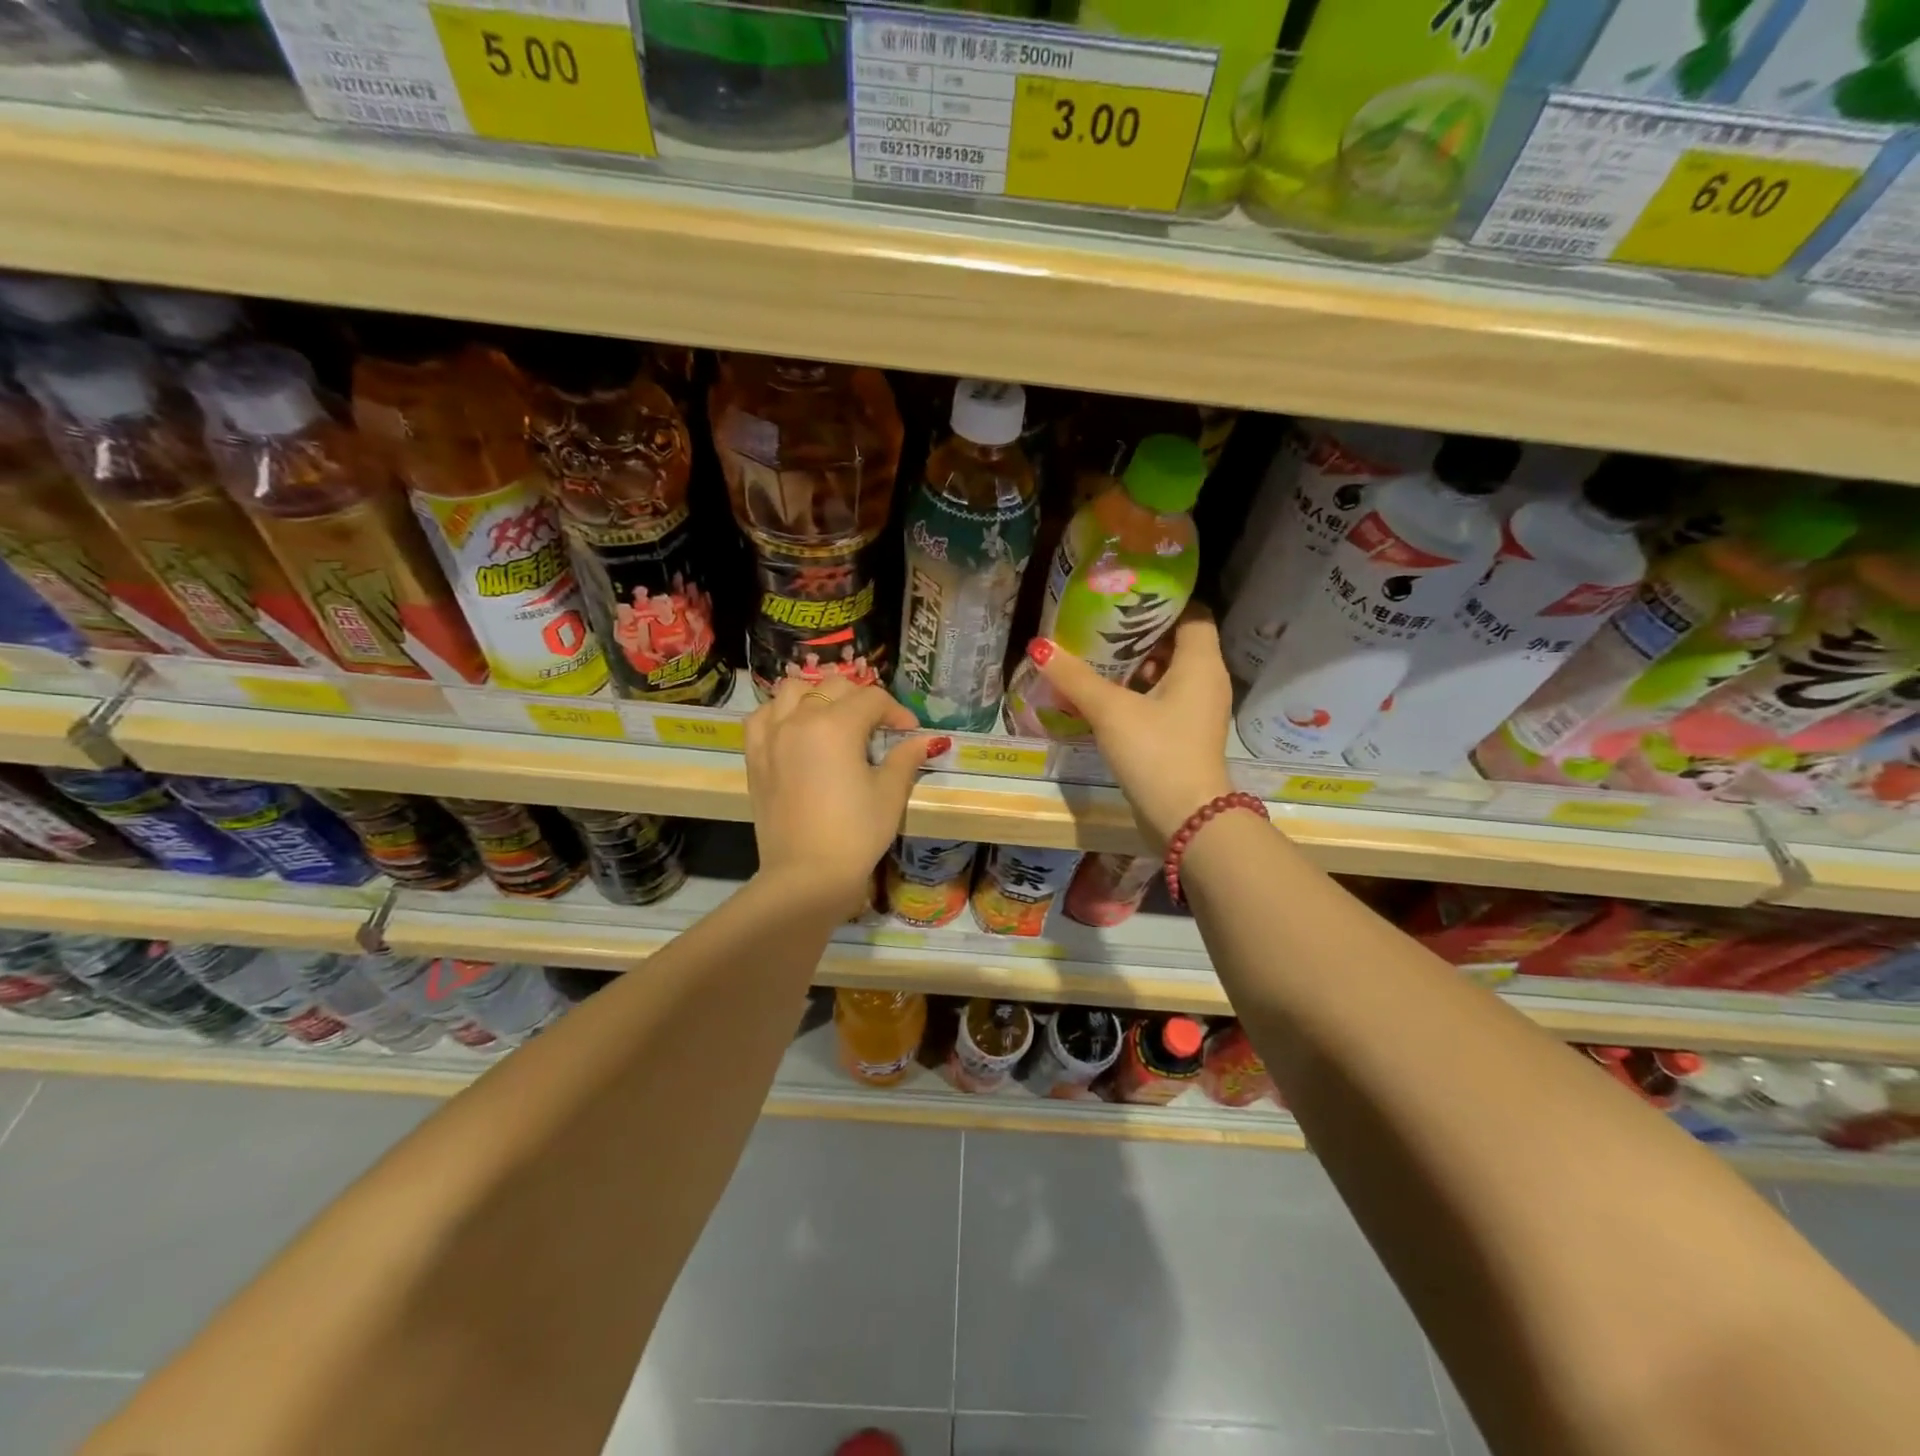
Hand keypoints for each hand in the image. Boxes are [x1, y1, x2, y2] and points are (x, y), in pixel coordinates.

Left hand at [744, 676, 947, 913]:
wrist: (806, 876)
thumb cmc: (855, 834)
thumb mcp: (889, 794)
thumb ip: (905, 758)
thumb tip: (926, 739)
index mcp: (836, 725)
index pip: (873, 699)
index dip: (897, 712)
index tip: (909, 732)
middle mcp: (799, 719)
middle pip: (834, 686)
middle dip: (862, 699)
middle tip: (878, 726)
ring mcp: (771, 736)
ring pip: (792, 690)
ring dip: (817, 695)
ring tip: (833, 719)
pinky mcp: (754, 757)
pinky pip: (762, 716)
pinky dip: (780, 713)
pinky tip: (795, 730)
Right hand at [1027, 613, 1233, 846]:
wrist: (1186, 819)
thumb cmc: (1155, 752)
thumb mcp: (1110, 710)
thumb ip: (1075, 677)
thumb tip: (1040, 647)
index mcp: (1200, 663)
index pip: (1192, 612)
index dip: (1161, 601)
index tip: (1125, 596)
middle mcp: (1207, 680)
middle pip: (1177, 641)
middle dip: (1139, 633)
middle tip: (1099, 625)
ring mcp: (1199, 710)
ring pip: (1169, 672)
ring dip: (1136, 665)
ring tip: (1095, 656)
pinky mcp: (1186, 734)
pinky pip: (1164, 698)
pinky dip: (1139, 691)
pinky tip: (1105, 696)